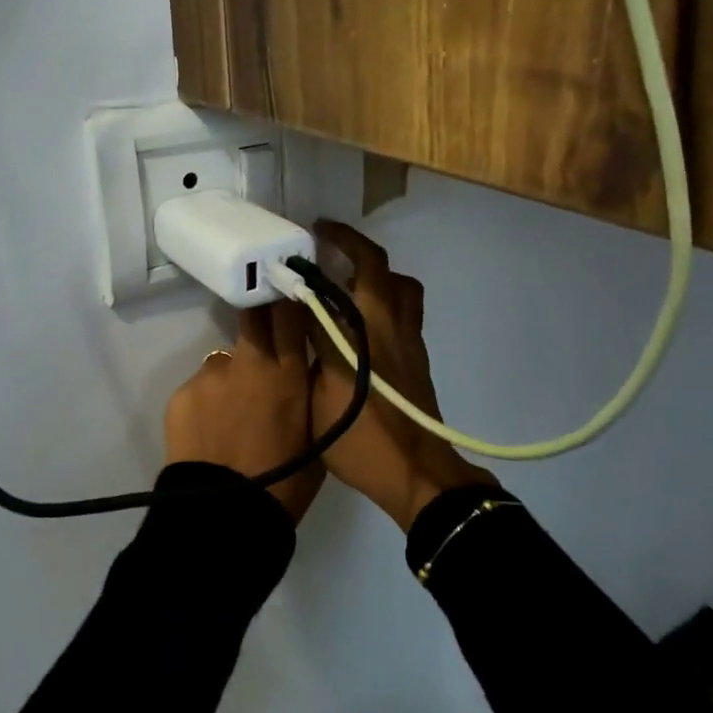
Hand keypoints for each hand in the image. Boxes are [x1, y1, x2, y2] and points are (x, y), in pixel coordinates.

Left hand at [164, 302, 323, 523]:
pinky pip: (200, 387)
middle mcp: (248, 361)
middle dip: (259, 318)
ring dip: (232, 377)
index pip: (289, 310)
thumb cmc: (284, 484)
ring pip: (224, 360)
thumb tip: (307, 369)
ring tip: (232, 414)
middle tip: (264, 339)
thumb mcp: (317, 435)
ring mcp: (211, 374)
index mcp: (287, 373)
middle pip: (252, 316)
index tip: (290, 290)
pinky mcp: (182, 392)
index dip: (288, 296)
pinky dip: (207, 402)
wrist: (224, 516)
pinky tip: (210, 432)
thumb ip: (311, 393)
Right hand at [310, 221, 495, 530]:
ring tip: (349, 277)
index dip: (309, 263)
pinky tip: (365, 317)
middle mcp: (386, 324)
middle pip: (376, 265)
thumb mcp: (315, 399)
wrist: (416, 473)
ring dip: (376, 270)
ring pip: (399, 284)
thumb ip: (305, 354)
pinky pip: (406, 306)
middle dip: (351, 243)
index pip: (331, 282)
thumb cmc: (360, 440)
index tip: (296, 244)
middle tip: (326, 239)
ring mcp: (408, 337)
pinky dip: (387, 296)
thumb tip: (294, 321)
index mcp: (356, 333)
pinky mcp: (419, 353)